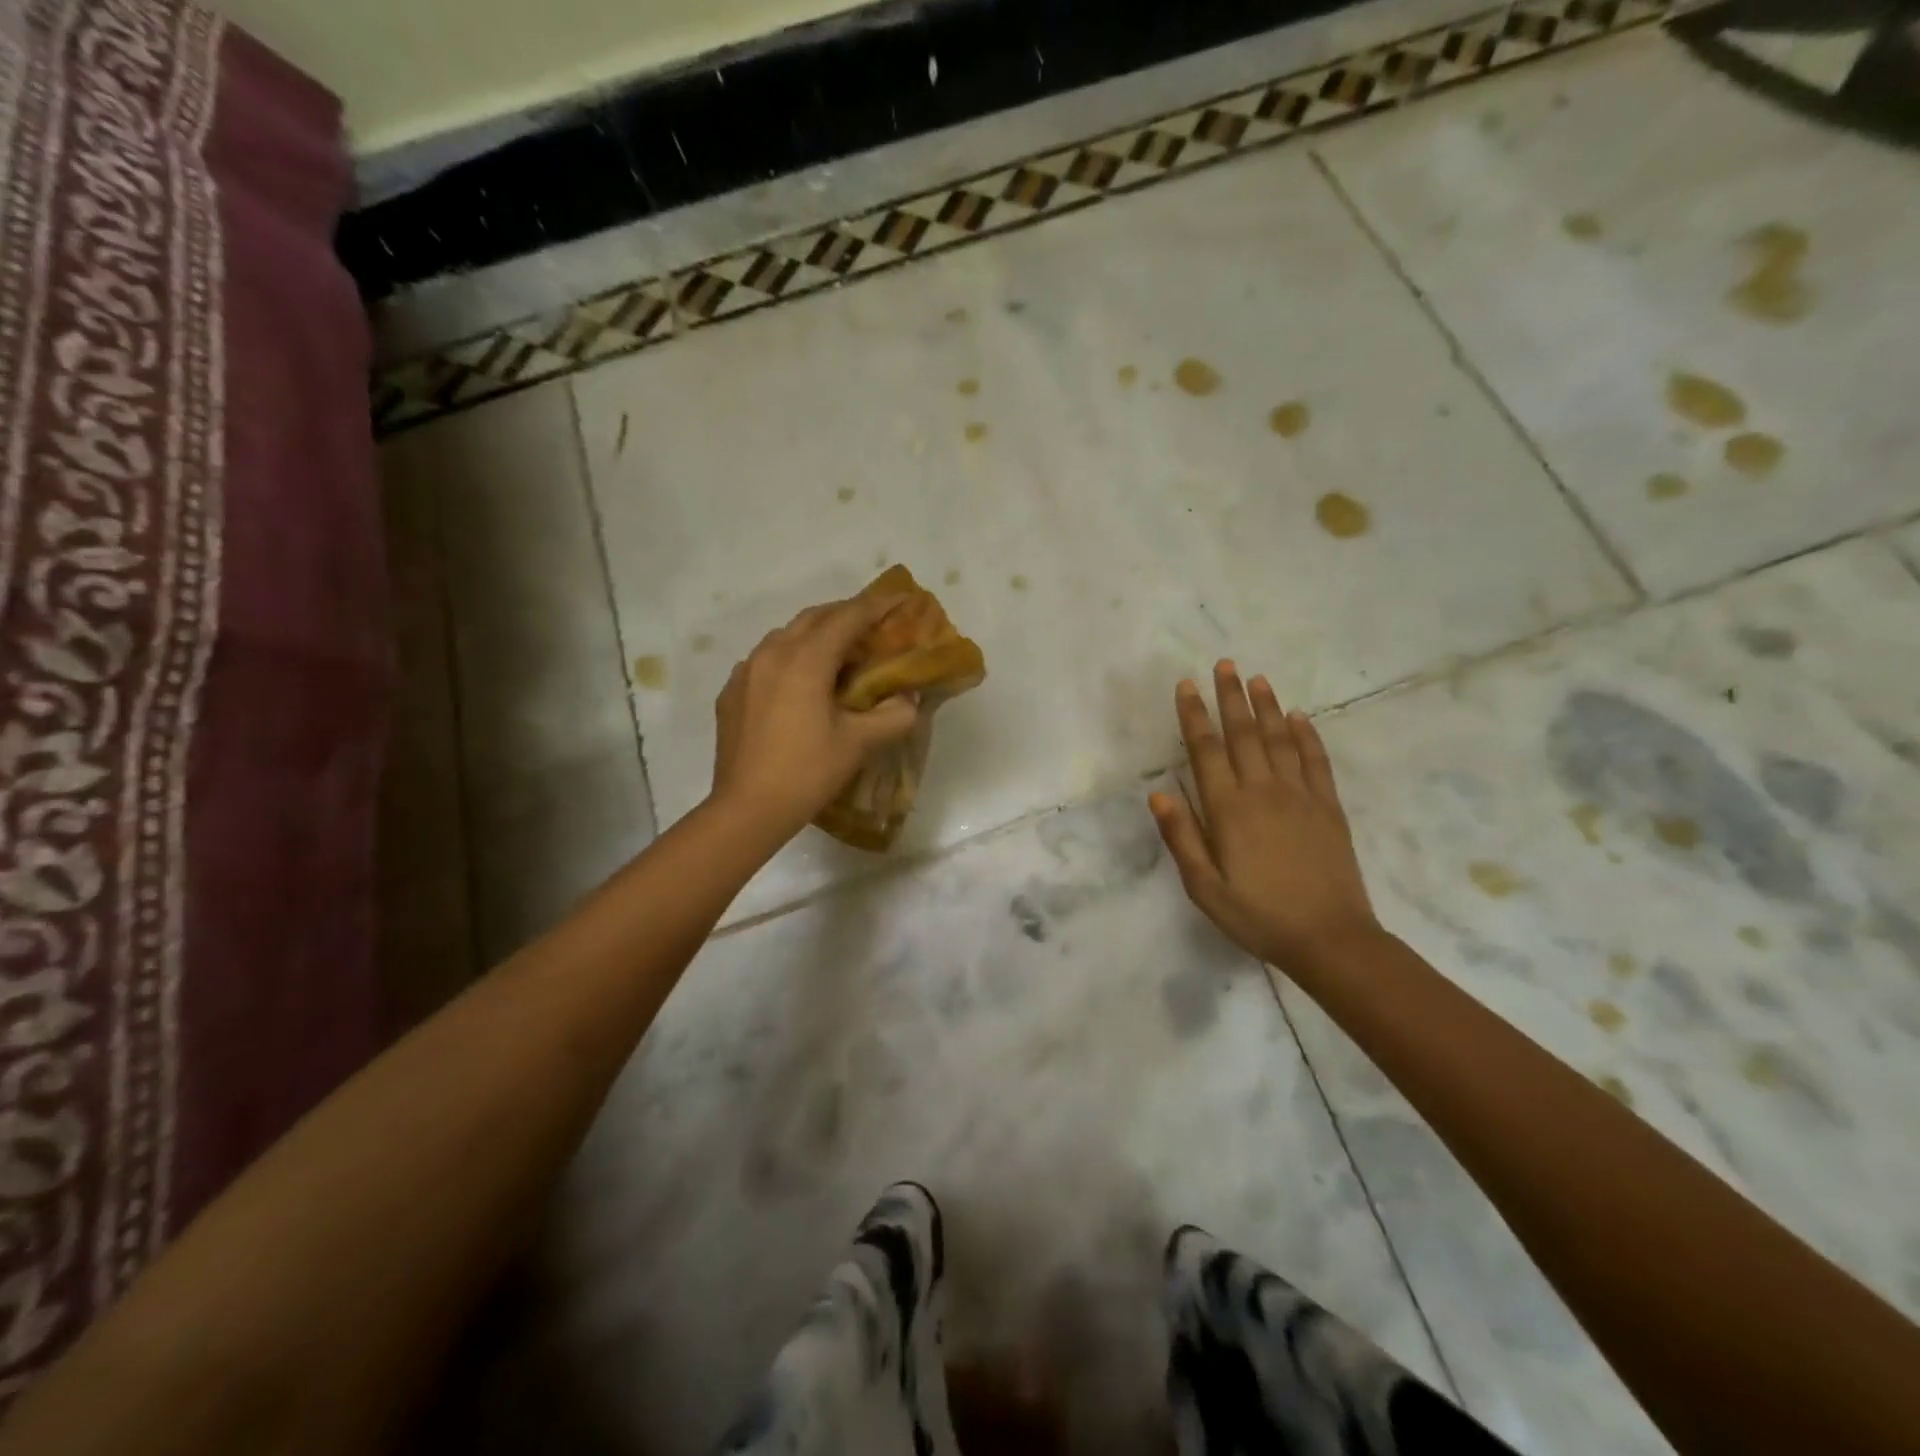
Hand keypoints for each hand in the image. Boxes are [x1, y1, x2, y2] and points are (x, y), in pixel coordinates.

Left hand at [710, 594, 920, 838]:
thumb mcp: (860, 744)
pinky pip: (766, 659)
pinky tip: (801, 681)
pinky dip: (791, 657)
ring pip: (786, 636)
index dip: (877, 605)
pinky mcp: (732, 692)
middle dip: (846, 614)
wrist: (747, 809)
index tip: (901, 598)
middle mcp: (772, 654)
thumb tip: (907, 699)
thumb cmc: (807, 772)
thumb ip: (893, 715)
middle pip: (814, 618)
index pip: (847, 618)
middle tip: (873, 624)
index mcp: (805, 660)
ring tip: (839, 652)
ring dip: (816, 634)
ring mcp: (746, 672)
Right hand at [1149, 661, 1381, 973]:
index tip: (1186, 685)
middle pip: (1244, 734)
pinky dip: (1307, 735)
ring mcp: (1300, 796)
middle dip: (1230, 697)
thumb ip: (1182, 838)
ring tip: (1257, 678)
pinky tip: (1300, 717)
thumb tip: (1158, 794)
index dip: (1194, 715)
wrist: (1330, 939)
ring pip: (1280, 739)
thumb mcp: (1205, 888)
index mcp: (1228, 810)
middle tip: (1224, 664)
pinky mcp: (1328, 807)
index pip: (1206, 750)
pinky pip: (1316, 761)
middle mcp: (1263, 791)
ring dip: (1267, 706)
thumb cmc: (1258, 916)